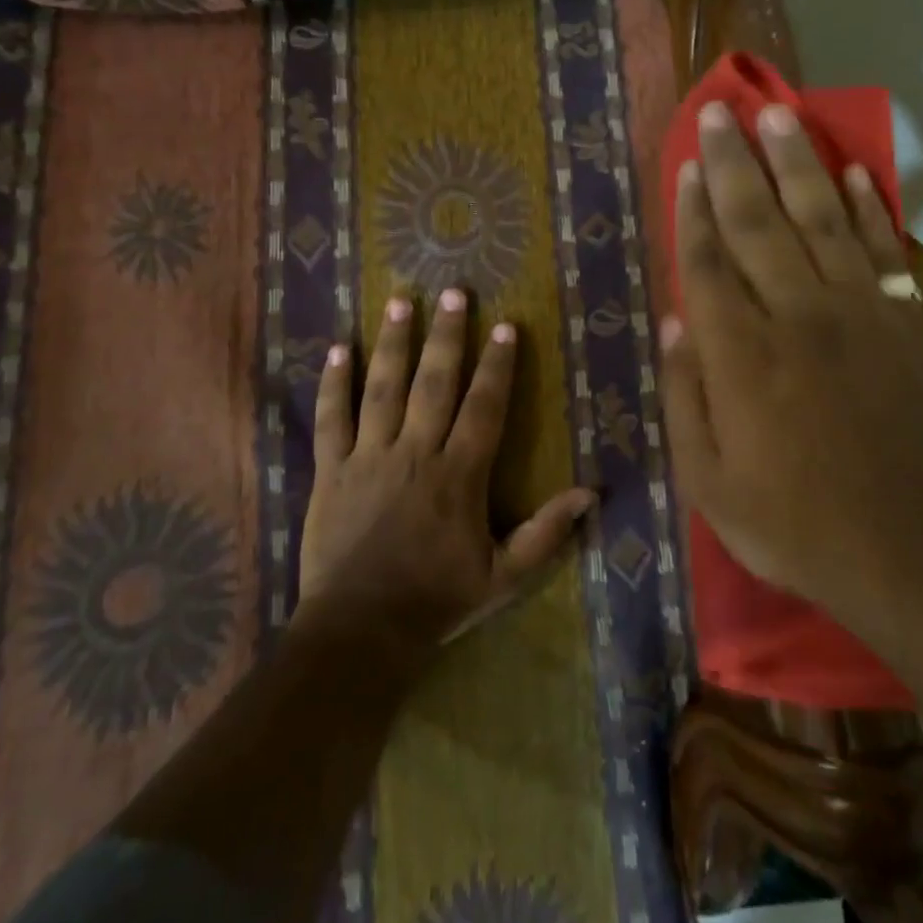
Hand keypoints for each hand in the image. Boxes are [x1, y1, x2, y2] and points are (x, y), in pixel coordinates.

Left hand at [296, 290, 597, 651]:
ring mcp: (369, 457)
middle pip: (434, 382)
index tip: (505, 327)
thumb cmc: (437, 601)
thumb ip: (546, 534)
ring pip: (382, 388)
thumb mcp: (503, 576)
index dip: (497, 365)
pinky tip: (337, 349)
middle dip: (447, 335)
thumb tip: (591, 493)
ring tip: (400, 301)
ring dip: (393, 342)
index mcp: (459, 475)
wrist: (359, 631)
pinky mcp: (331, 470)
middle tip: (454, 292)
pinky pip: (331, 419)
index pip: (484, 407)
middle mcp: (415, 453)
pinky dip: (333, 384)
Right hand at [658, 101, 922, 642]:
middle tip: (721, 112)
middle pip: (758, 223)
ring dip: (799, 164)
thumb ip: (685, 399)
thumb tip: (673, 325)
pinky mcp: (905, 327)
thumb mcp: (711, 485)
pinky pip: (883, 253)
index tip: (686, 164)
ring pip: (821, 221)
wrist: (918, 555)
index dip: (692, 209)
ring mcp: (859, 316)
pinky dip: (867, 210)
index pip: (708, 263)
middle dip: (735, 164)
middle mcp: (797, 318)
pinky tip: (854, 175)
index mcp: (742, 358)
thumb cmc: (798, 527)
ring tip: (781, 115)